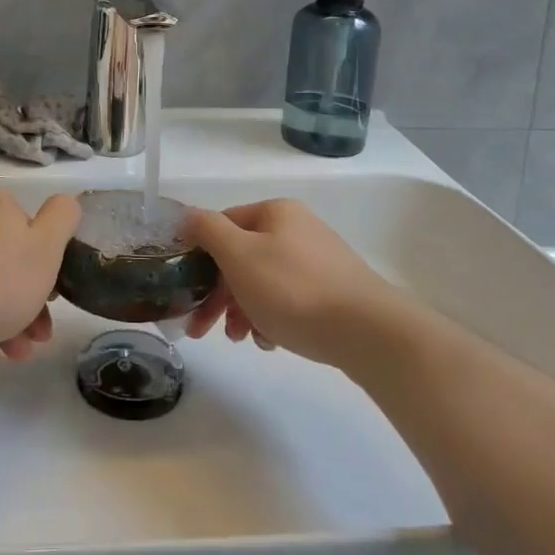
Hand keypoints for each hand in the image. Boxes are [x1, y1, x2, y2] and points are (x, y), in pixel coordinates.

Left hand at [0, 190, 79, 366]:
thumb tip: (65, 204)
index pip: (30, 230)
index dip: (46, 267)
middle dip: (26, 302)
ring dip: (2, 321)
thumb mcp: (46, 248)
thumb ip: (62, 218)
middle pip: (5, 260)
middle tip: (35, 338)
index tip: (52, 301)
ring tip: (11, 355)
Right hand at [180, 199, 400, 366]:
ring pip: (264, 281)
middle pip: (243, 257)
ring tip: (239, 338)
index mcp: (276, 212)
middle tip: (201, 329)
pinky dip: (272, 317)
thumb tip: (187, 215)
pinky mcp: (334, 292)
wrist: (368, 331)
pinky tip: (270, 341)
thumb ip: (208, 230)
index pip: (223, 225)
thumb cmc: (293, 289)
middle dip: (218, 293)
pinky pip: (290, 300)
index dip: (199, 257)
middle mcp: (298, 229)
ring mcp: (319, 260)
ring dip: (242, 309)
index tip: (185, 291)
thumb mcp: (239, 255)